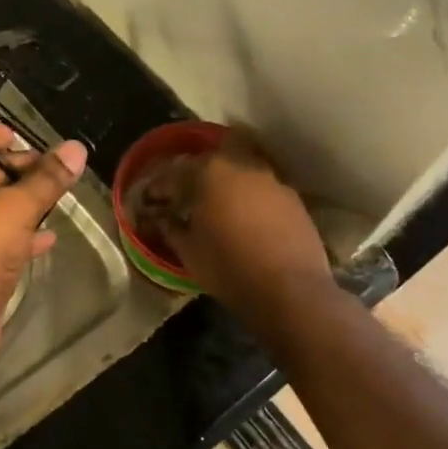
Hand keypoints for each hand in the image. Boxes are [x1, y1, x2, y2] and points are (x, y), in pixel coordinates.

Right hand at [132, 130, 331, 313]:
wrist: (290, 290)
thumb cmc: (228, 268)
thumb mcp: (188, 252)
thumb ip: (171, 228)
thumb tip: (161, 218)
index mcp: (209, 173)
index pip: (175, 172)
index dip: (160, 186)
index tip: (152, 199)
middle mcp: (242, 166)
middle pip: (213, 158)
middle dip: (198, 172)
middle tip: (189, 195)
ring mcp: (272, 180)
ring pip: (242, 169)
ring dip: (228, 183)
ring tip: (220, 207)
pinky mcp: (294, 199)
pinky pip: (263, 189)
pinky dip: (251, 198)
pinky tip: (247, 220)